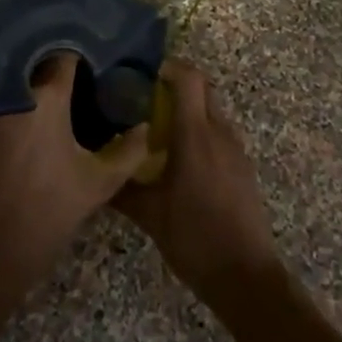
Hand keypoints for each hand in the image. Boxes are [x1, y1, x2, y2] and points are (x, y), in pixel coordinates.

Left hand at [0, 54, 147, 298]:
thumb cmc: (47, 214)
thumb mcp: (97, 184)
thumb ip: (128, 152)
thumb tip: (145, 126)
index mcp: (49, 97)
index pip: (66, 52)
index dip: (79, 51)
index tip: (88, 57)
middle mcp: (12, 87)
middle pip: (31, 51)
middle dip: (47, 51)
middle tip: (64, 62)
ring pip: (4, 65)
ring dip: (21, 64)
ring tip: (37, 73)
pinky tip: (11, 96)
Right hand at [113, 61, 282, 308]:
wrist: (245, 275)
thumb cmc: (194, 238)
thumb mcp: (150, 215)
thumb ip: (121, 189)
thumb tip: (96, 174)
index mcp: (195, 135)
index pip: (188, 78)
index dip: (168, 66)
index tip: (144, 73)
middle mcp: (219, 132)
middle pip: (202, 87)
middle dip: (177, 84)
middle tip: (147, 97)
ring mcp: (235, 148)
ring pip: (212, 109)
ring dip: (189, 108)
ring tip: (160, 128)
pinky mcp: (243, 165)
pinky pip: (220, 132)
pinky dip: (201, 130)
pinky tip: (182, 157)